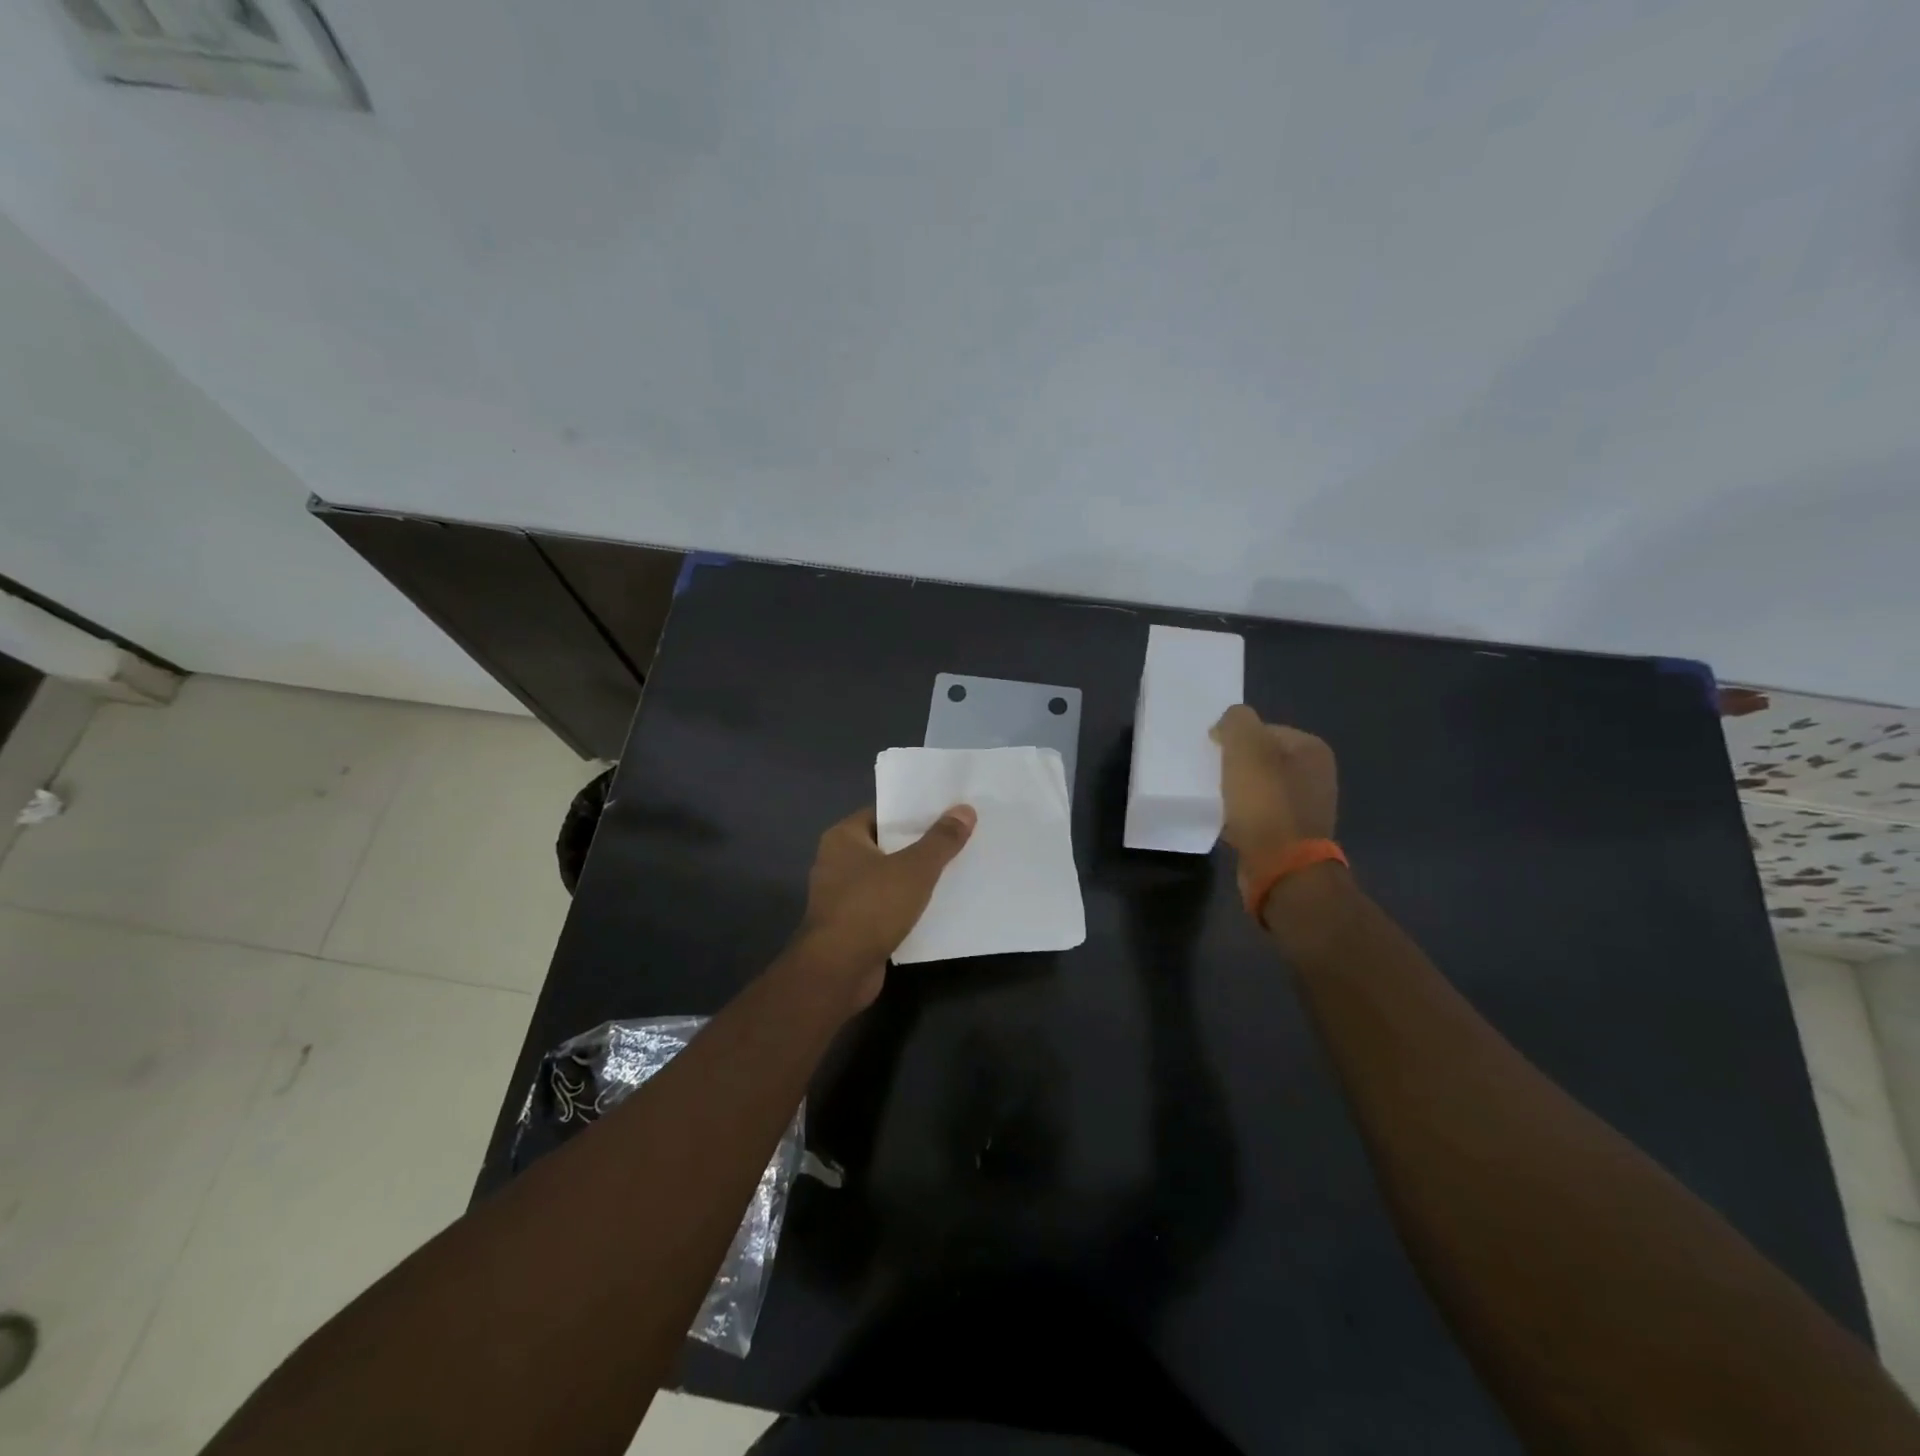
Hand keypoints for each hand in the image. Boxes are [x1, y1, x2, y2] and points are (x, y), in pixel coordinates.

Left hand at [791, 804, 976, 1008]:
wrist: (838, 971)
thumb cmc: (871, 907)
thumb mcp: (915, 869)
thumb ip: (941, 840)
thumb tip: (965, 810)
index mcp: (843, 837)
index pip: (884, 813)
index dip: (916, 812)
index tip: (948, 812)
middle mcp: (837, 861)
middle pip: (887, 845)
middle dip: (920, 845)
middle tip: (959, 839)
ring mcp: (842, 895)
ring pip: (888, 877)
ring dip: (915, 878)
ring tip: (955, 870)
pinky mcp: (852, 925)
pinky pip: (885, 905)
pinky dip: (907, 905)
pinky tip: (936, 906)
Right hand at [1210, 705, 1337, 897]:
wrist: (1281, 868)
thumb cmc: (1265, 803)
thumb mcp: (1245, 748)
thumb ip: (1236, 721)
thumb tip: (1229, 723)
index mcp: (1312, 750)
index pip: (1264, 729)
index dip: (1235, 738)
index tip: (1215, 753)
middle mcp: (1317, 775)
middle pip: (1263, 758)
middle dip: (1237, 765)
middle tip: (1214, 775)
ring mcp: (1308, 808)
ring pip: (1261, 787)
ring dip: (1239, 791)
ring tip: (1219, 799)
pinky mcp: (1294, 836)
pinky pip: (1262, 814)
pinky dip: (1244, 815)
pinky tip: (1229, 823)